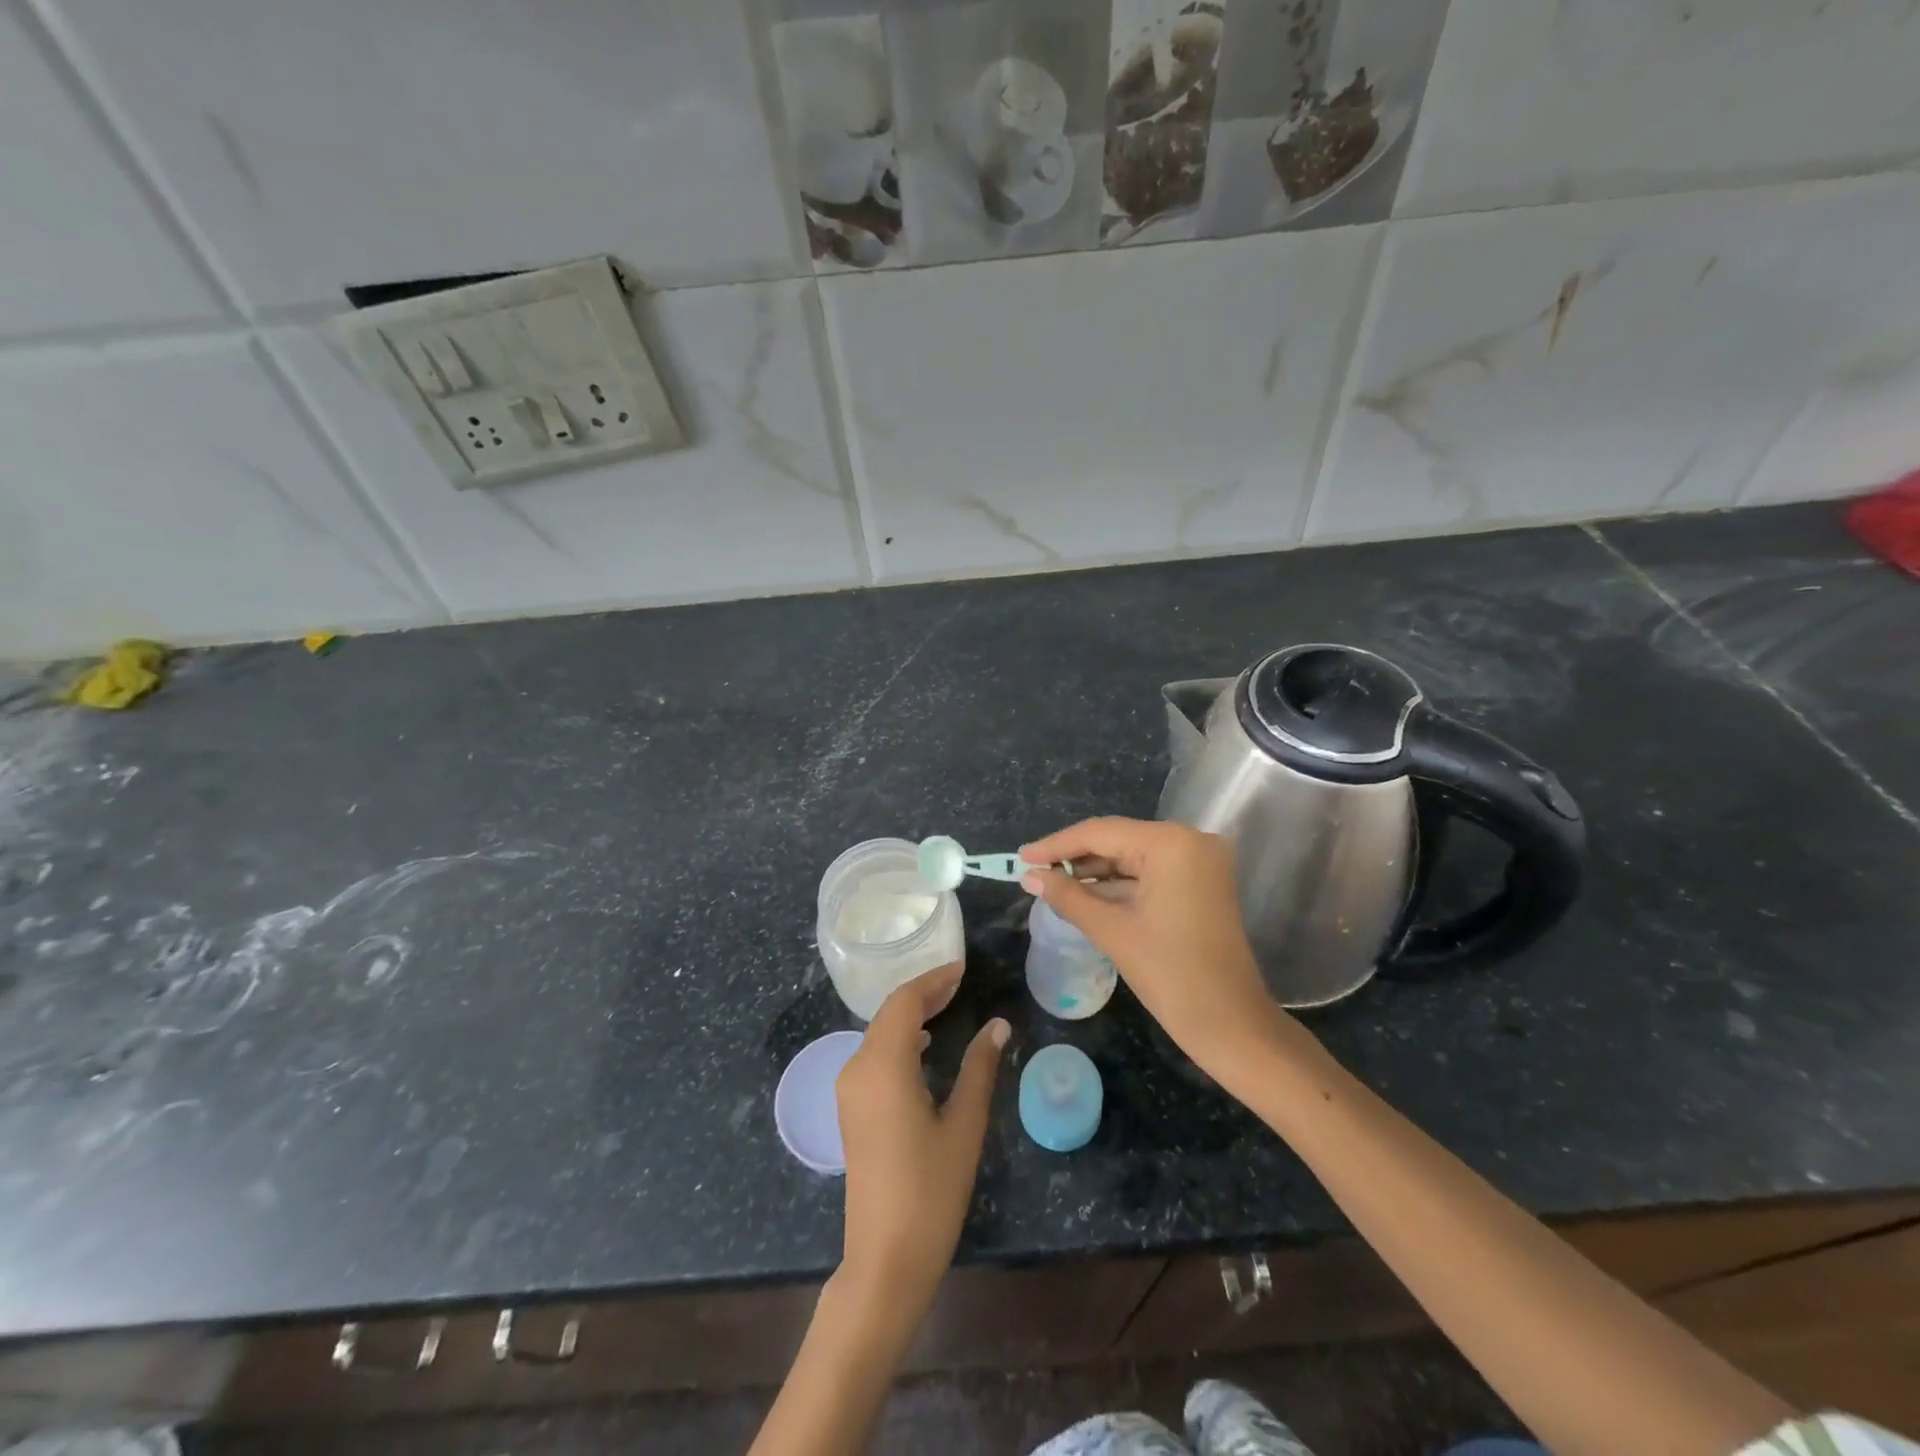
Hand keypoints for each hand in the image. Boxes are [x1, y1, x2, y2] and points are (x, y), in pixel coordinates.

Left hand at [835, 964, 1008, 1320]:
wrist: (885, 1259)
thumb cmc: (931, 1190)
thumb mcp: (964, 1125)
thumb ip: (979, 1068)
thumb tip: (998, 1025)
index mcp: (883, 1065)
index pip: (905, 1002)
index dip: (933, 980)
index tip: (963, 968)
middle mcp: (857, 1068)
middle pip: (888, 1013)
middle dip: (923, 994)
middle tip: (959, 983)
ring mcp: (849, 1090)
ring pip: (878, 1034)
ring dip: (909, 1015)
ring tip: (947, 1006)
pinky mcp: (850, 1110)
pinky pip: (873, 1056)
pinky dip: (897, 1039)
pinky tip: (922, 1047)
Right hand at [1020, 818, 1284, 1077]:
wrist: (1231, 1025)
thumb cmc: (1171, 974)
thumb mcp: (1112, 931)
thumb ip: (1067, 896)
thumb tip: (1029, 876)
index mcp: (1171, 843)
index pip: (1101, 833)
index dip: (1056, 844)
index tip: (1020, 857)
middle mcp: (1190, 840)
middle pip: (1118, 840)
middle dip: (1074, 857)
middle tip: (1032, 869)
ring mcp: (1199, 862)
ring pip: (1132, 856)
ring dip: (1094, 871)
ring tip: (1050, 882)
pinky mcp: (1200, 883)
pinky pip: (1150, 873)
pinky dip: (1118, 884)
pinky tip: (1083, 893)